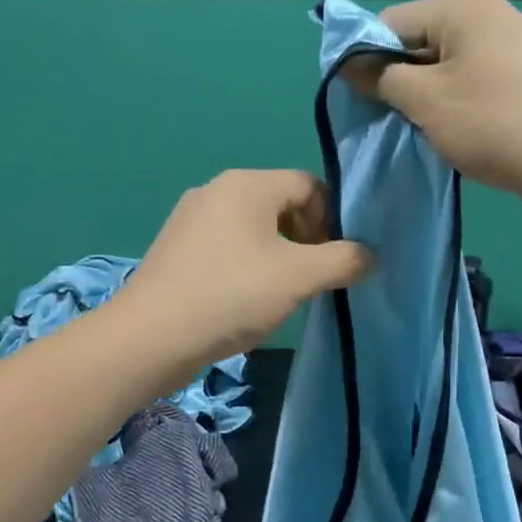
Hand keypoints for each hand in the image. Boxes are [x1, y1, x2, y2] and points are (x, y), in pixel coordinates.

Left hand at [117, 169, 372, 376]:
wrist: (151, 337)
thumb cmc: (232, 295)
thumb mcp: (299, 278)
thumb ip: (344, 261)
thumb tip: (370, 255)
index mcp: (247, 184)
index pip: (310, 184)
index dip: (333, 219)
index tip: (335, 260)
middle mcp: (217, 190)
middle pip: (281, 204)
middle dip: (307, 238)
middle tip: (313, 279)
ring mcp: (191, 219)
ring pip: (254, 228)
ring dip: (280, 255)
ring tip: (282, 293)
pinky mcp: (177, 248)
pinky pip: (227, 246)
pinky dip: (248, 265)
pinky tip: (246, 299)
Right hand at [354, 0, 521, 213]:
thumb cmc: (494, 124)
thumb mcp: (425, 101)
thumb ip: (382, 78)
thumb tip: (352, 65)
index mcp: (465, 9)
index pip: (393, 22)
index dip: (365, 58)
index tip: (355, 99)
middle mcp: (491, 19)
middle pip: (421, 45)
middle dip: (398, 82)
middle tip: (385, 122)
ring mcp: (514, 51)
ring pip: (446, 71)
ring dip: (426, 101)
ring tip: (420, 134)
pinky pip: (474, 88)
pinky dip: (456, 110)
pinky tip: (453, 139)